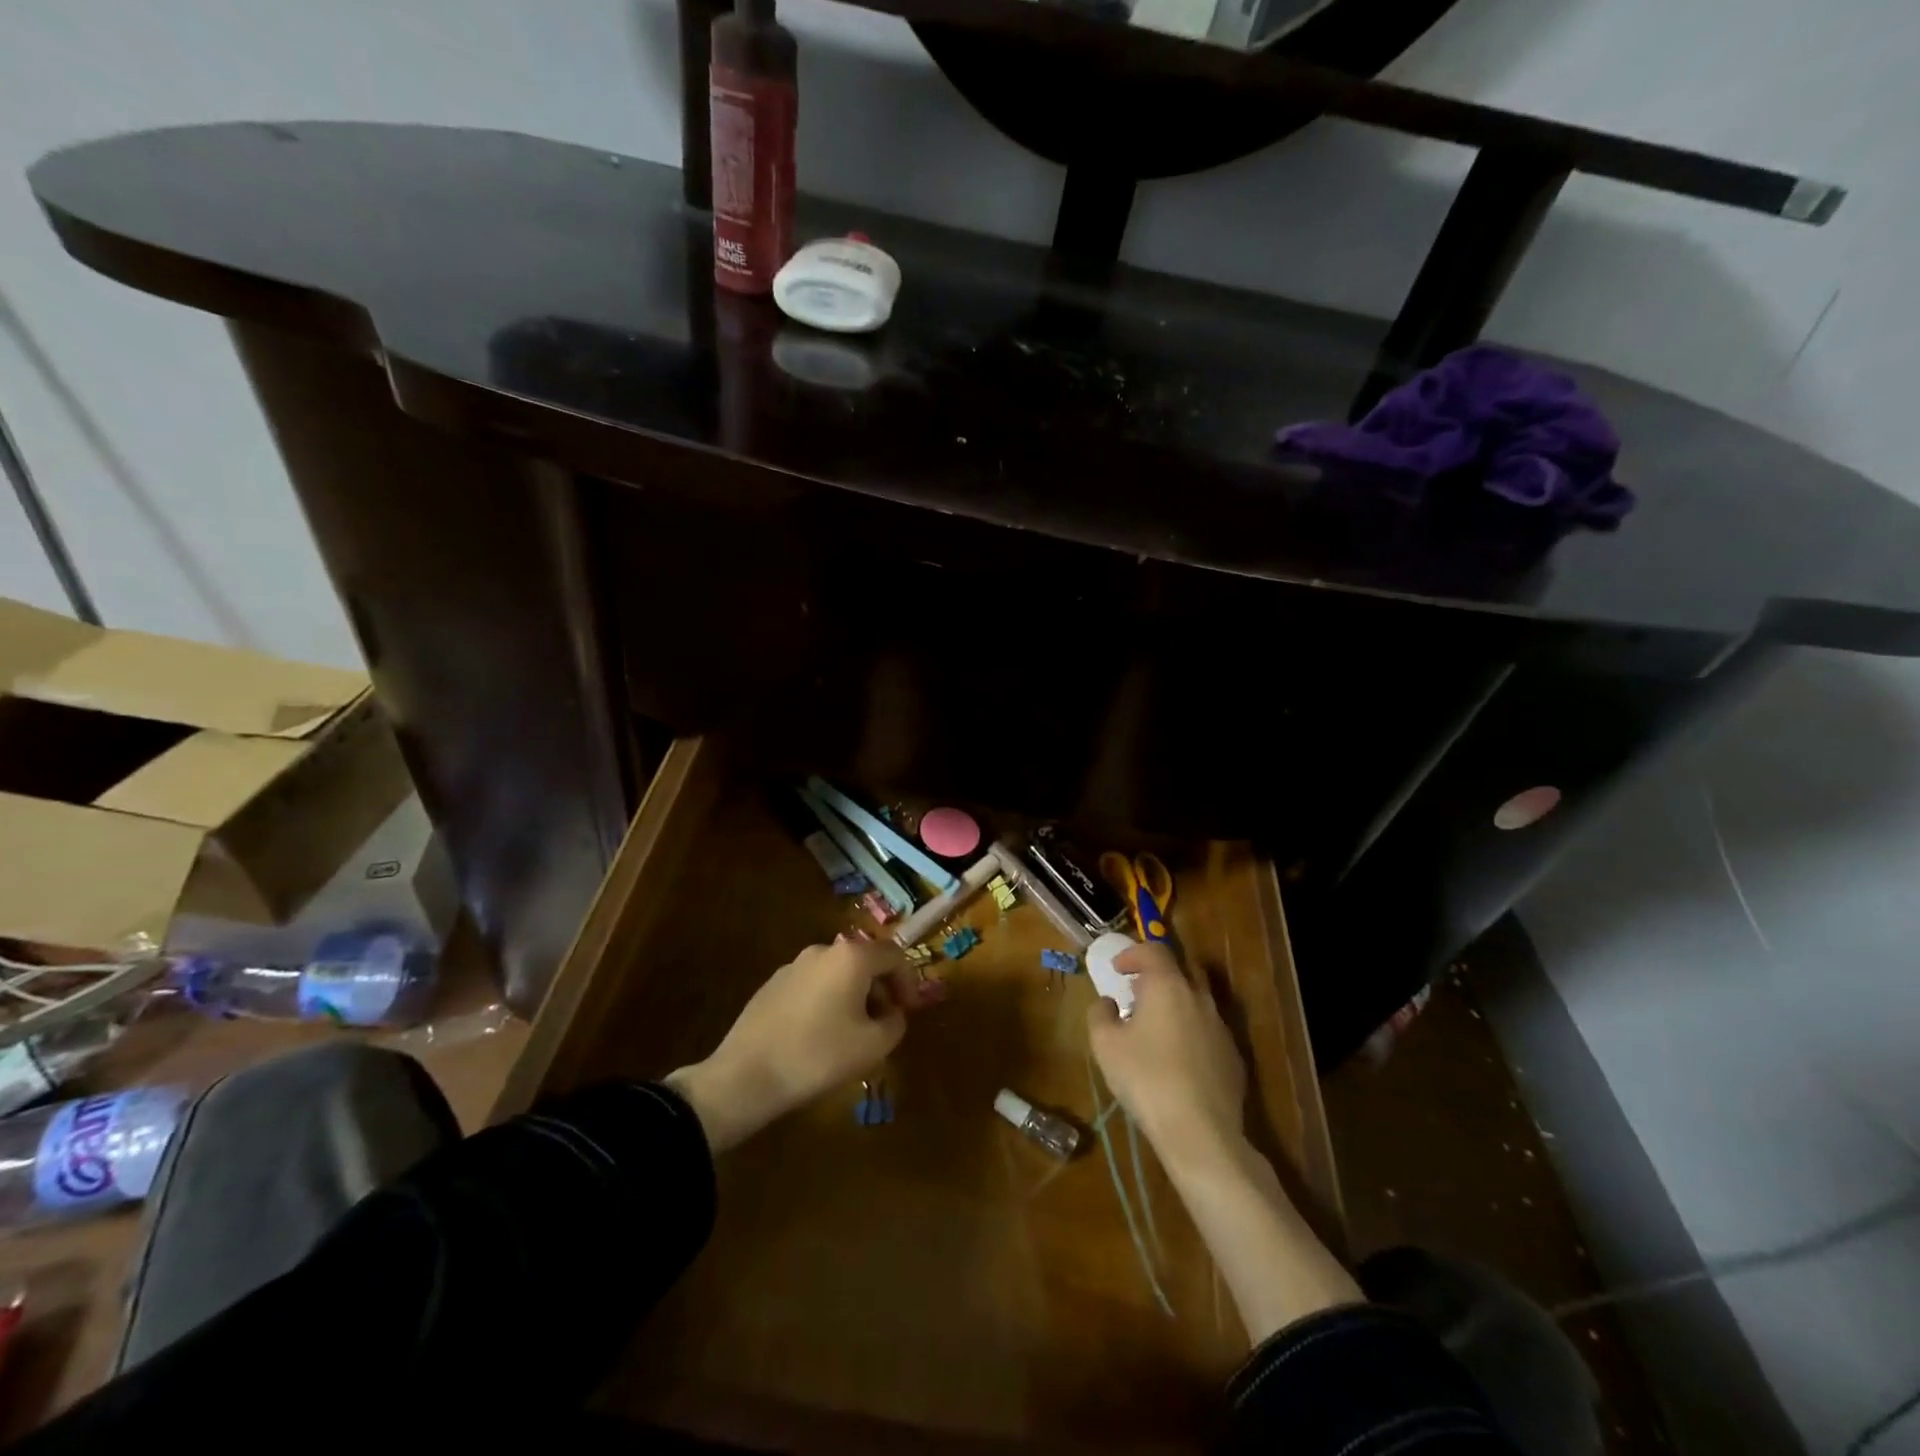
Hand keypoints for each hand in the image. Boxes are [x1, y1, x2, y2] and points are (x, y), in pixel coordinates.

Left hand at [667, 936, 939, 1151]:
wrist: (746, 1075)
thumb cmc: (819, 1056)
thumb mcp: (874, 1046)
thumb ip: (895, 1023)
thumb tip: (893, 1013)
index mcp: (851, 957)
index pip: (894, 954)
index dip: (909, 980)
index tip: (910, 1010)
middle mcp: (822, 950)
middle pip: (864, 961)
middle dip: (881, 989)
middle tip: (885, 1022)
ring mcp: (793, 966)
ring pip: (837, 974)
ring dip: (853, 996)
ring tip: (853, 1033)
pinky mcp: (772, 985)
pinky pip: (813, 985)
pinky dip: (827, 1001)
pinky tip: (820, 1036)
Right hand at [1087, 942, 1246, 1168]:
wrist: (1201, 1132)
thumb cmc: (1146, 1078)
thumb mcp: (1105, 1044)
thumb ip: (1100, 1014)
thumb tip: (1107, 1003)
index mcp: (1168, 986)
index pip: (1154, 950)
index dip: (1133, 953)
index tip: (1117, 969)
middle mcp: (1199, 998)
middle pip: (1183, 969)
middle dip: (1159, 973)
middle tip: (1138, 991)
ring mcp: (1221, 1027)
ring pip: (1198, 1000)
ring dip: (1176, 1003)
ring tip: (1154, 1027)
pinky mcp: (1233, 1057)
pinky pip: (1208, 1030)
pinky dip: (1190, 1030)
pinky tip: (1177, 1059)